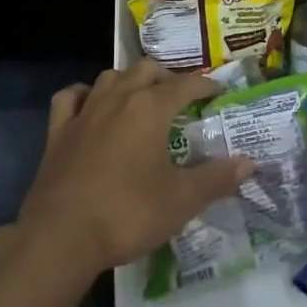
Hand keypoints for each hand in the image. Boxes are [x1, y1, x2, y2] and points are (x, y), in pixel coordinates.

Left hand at [17, 60, 253, 280]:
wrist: (62, 236)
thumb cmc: (128, 213)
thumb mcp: (182, 200)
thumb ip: (216, 178)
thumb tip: (249, 163)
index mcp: (150, 108)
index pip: (184, 84)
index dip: (204, 84)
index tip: (217, 90)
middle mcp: (118, 98)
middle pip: (145, 70)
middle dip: (166, 77)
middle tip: (180, 96)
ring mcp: (84, 112)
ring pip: (109, 77)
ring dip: (128, 80)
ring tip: (140, 96)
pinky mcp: (58, 132)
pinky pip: (70, 98)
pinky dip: (84, 94)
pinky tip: (90, 104)